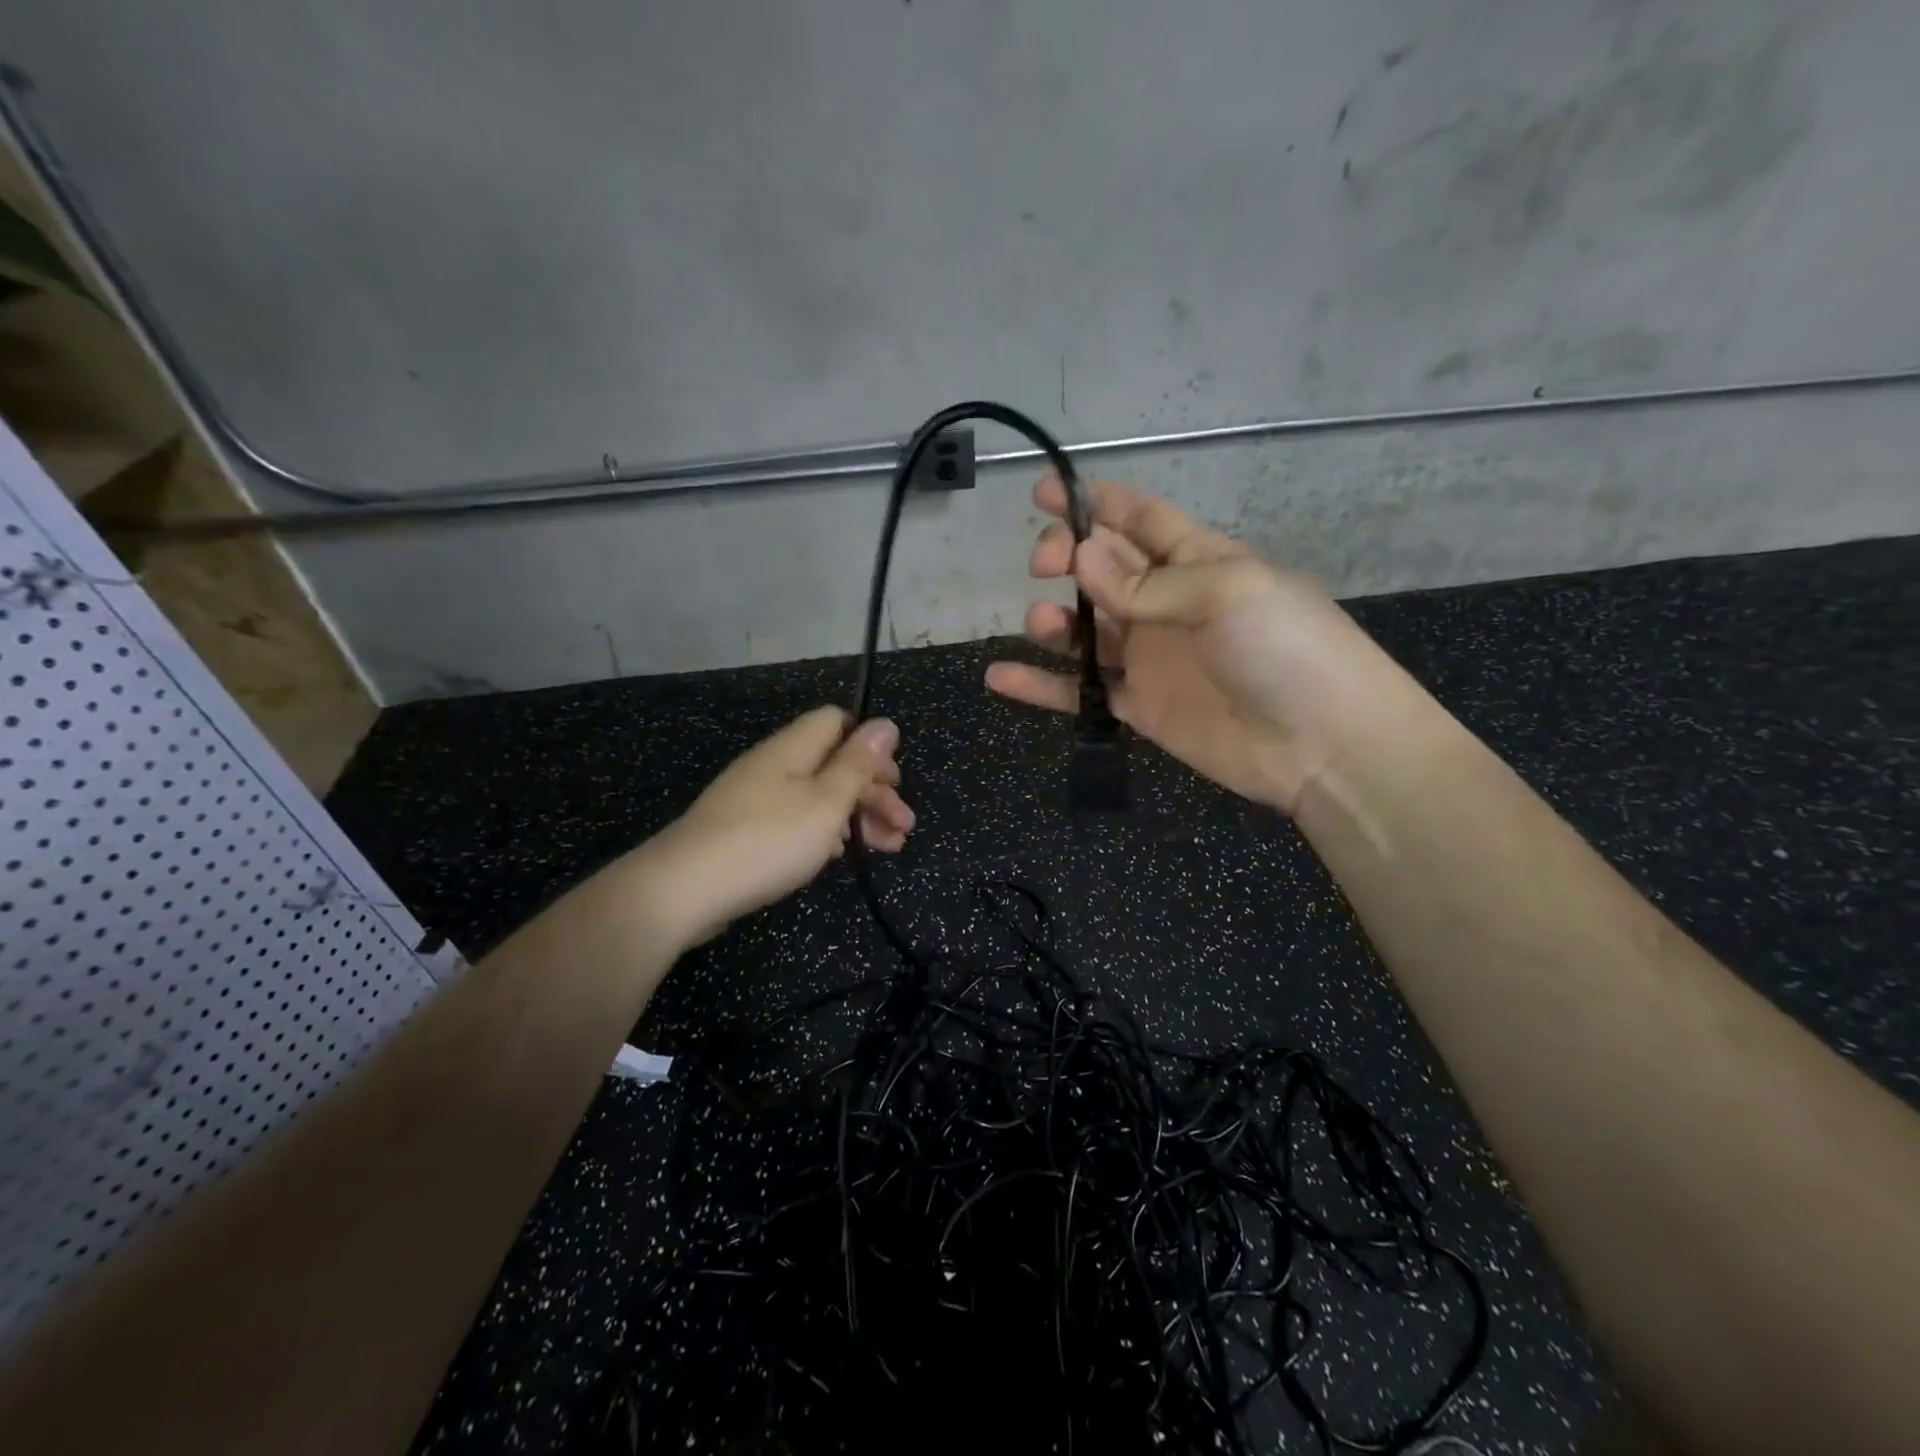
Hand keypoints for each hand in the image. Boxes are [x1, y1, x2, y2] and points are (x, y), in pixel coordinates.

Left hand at [631, 708, 913, 945]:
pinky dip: (826, 833)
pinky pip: (797, 819)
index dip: (870, 746)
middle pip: (834, 762)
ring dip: (857, 816)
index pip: (838, 721)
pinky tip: (840, 856)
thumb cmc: (768, 840)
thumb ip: (858, 763)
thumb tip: (886, 724)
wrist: (684, 889)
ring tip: (888, 848)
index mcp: (794, 749)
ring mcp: (756, 798)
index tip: (894, 781)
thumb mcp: (826, 801)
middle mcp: (775, 765)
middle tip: (903, 826)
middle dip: (874, 791)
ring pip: (819, 795)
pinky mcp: (746, 830)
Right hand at [986, 477, 1410, 811]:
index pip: (1139, 519)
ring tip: (1042, 623)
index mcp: (1198, 561)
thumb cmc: (1287, 649)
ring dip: (1054, 621)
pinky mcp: (1140, 707)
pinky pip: (1080, 693)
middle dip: (1067, 558)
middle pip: (1102, 571)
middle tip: (1045, 565)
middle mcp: (1168, 604)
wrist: (1324, 745)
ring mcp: (1151, 658)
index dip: (1094, 502)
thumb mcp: (1227, 593)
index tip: (1043, 492)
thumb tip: (1082, 558)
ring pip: (1086, 631)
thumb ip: (1149, 583)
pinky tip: (999, 677)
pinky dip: (1040, 687)